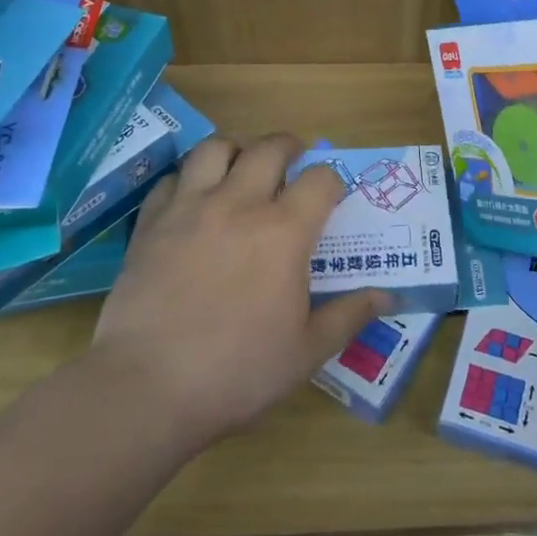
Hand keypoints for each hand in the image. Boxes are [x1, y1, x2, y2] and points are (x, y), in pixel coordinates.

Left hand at [89, 133, 389, 449]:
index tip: (332, 195)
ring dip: (235, 150)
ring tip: (241, 168)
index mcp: (284, 231)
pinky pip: (172, 179)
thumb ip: (349, 316)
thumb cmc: (237, 372)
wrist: (147, 388)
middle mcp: (239, 204)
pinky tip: (193, 200)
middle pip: (269, 148)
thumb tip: (389, 297)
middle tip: (293, 162)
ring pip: (215, 148)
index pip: (320, 179)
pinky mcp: (151, 223)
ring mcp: (190, 209)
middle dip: (288, 147)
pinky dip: (188, 179)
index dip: (332, 181)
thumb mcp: (306, 352)